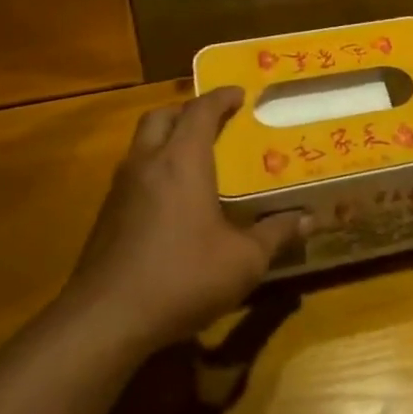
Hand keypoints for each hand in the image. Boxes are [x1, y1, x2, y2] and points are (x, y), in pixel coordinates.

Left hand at [63, 88, 307, 349]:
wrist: (105, 320)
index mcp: (182, 162)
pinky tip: (171, 201)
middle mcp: (147, 164)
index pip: (200, 111)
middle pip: (161, 117)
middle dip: (187, 112)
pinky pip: (132, 174)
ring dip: (166, 139)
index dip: (220, 97)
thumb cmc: (183, 277)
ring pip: (141, 145)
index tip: (239, 93)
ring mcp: (120, 190)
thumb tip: (307, 219)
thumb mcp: (244, 261)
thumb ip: (276, 234)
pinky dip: (153, 170)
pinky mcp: (105, 217)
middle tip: (213, 121)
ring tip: (194, 158)